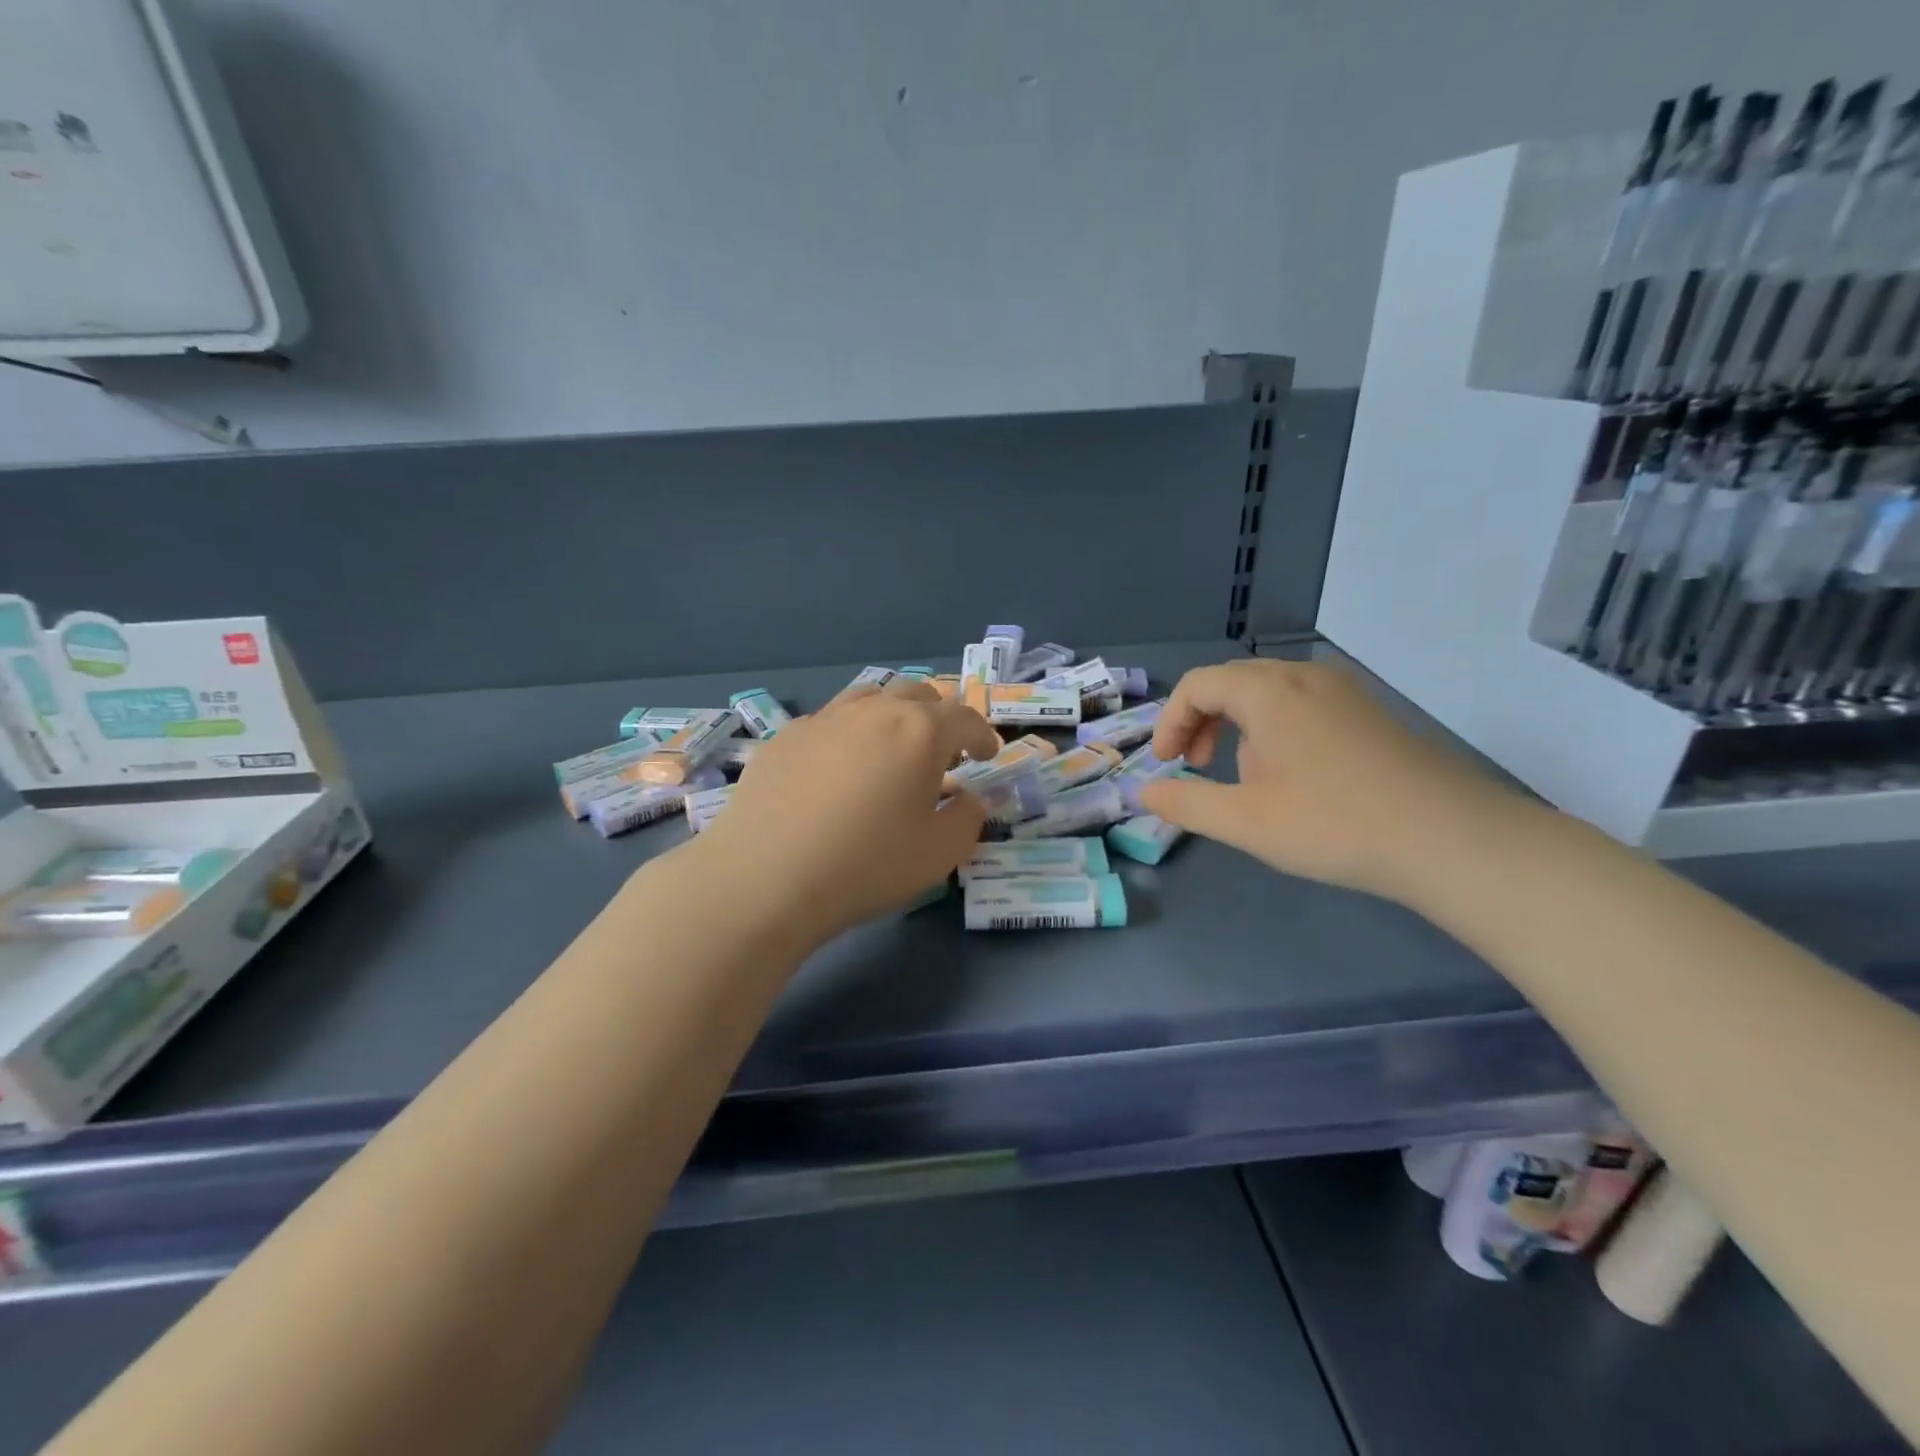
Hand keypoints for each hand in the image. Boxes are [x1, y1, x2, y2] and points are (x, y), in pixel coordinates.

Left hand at [693, 679, 1001, 943]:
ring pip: (870, 697)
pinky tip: (838, 770)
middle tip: (941, 751)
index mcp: (920, 731)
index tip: (986, 755)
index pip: (965, 718)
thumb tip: (970, 798)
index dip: (983, 735)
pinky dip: (848, 735)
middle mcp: (874, 711)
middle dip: (938, 717)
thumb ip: (968, 818)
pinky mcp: (785, 737)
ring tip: (890, 749)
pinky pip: (829, 721)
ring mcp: (824, 719)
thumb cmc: (867, 864)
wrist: (766, 876)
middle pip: (917, 694)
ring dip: (891, 715)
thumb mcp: (939, 853)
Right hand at [1138, 659, 1530, 902]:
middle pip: (1232, 682)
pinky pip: (1302, 704)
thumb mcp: (1245, 821)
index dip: (1171, 721)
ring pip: (1268, 693)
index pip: (1197, 684)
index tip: (1169, 765)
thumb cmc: (1334, 825)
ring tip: (1243, 776)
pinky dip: (1274, 728)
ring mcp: (1343, 692)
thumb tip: (1144, 791)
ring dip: (1237, 725)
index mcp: (1268, 691)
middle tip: (1196, 766)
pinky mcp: (1369, 712)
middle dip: (1201, 721)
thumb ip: (1185, 802)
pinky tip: (1292, 775)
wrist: (1451, 839)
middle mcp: (1304, 677)